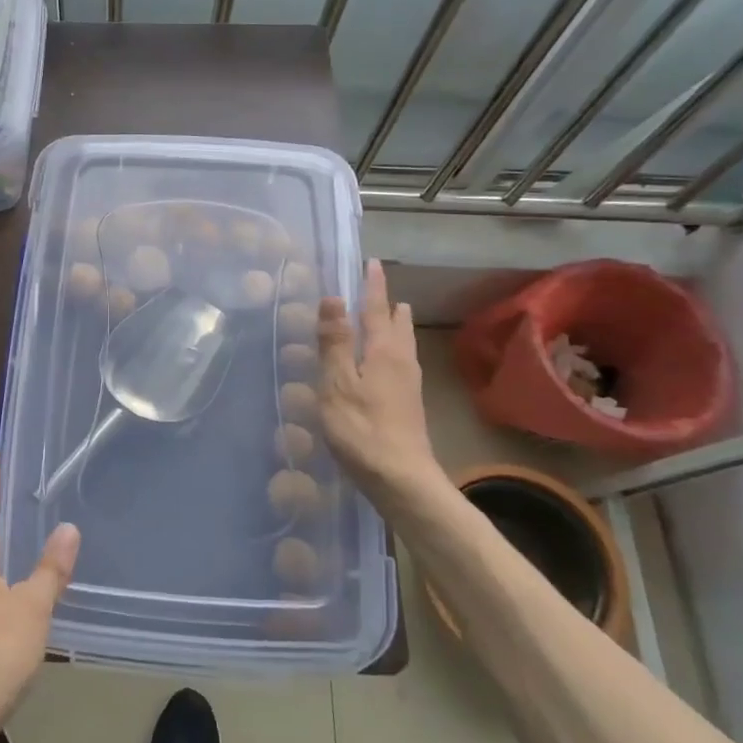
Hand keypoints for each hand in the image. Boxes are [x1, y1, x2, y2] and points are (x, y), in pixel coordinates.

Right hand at [318, 259, 444, 508]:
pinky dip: (393, 348)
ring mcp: (409, 384)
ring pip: (404, 344)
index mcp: (384, 351)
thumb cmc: (362, 429)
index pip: (377, 309)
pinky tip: (387, 362)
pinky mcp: (408, 404)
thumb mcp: (337, 383)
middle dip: (388, 304)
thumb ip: (334, 341)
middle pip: (397, 324)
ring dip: (395, 325)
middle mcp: (402, 361)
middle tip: (378, 288)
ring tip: (391, 315)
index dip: (372, 286)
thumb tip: (334, 298)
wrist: (401, 479)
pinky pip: (402, 362)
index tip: (371, 263)